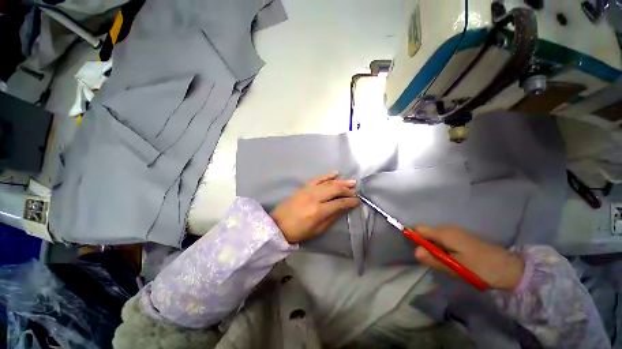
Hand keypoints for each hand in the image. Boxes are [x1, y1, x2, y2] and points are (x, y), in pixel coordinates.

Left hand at [270, 172, 359, 243]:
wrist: (278, 225)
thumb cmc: (299, 231)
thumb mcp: (318, 229)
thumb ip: (332, 217)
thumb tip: (344, 208)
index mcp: (319, 211)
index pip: (339, 203)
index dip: (350, 201)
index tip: (357, 201)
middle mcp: (315, 197)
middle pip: (335, 189)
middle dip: (347, 189)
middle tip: (355, 191)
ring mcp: (308, 190)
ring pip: (328, 183)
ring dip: (341, 181)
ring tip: (351, 182)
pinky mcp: (303, 187)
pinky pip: (317, 179)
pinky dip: (327, 176)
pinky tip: (335, 173)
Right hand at [413, 226, 524, 289]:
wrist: (510, 268)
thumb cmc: (482, 268)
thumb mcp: (456, 268)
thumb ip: (434, 259)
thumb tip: (415, 252)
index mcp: (445, 233)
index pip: (419, 229)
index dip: (416, 239)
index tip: (423, 254)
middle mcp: (448, 229)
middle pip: (426, 233)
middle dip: (426, 246)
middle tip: (438, 262)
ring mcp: (455, 232)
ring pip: (435, 237)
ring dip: (435, 249)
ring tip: (448, 263)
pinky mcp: (461, 237)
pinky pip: (443, 240)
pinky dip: (443, 249)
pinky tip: (454, 260)